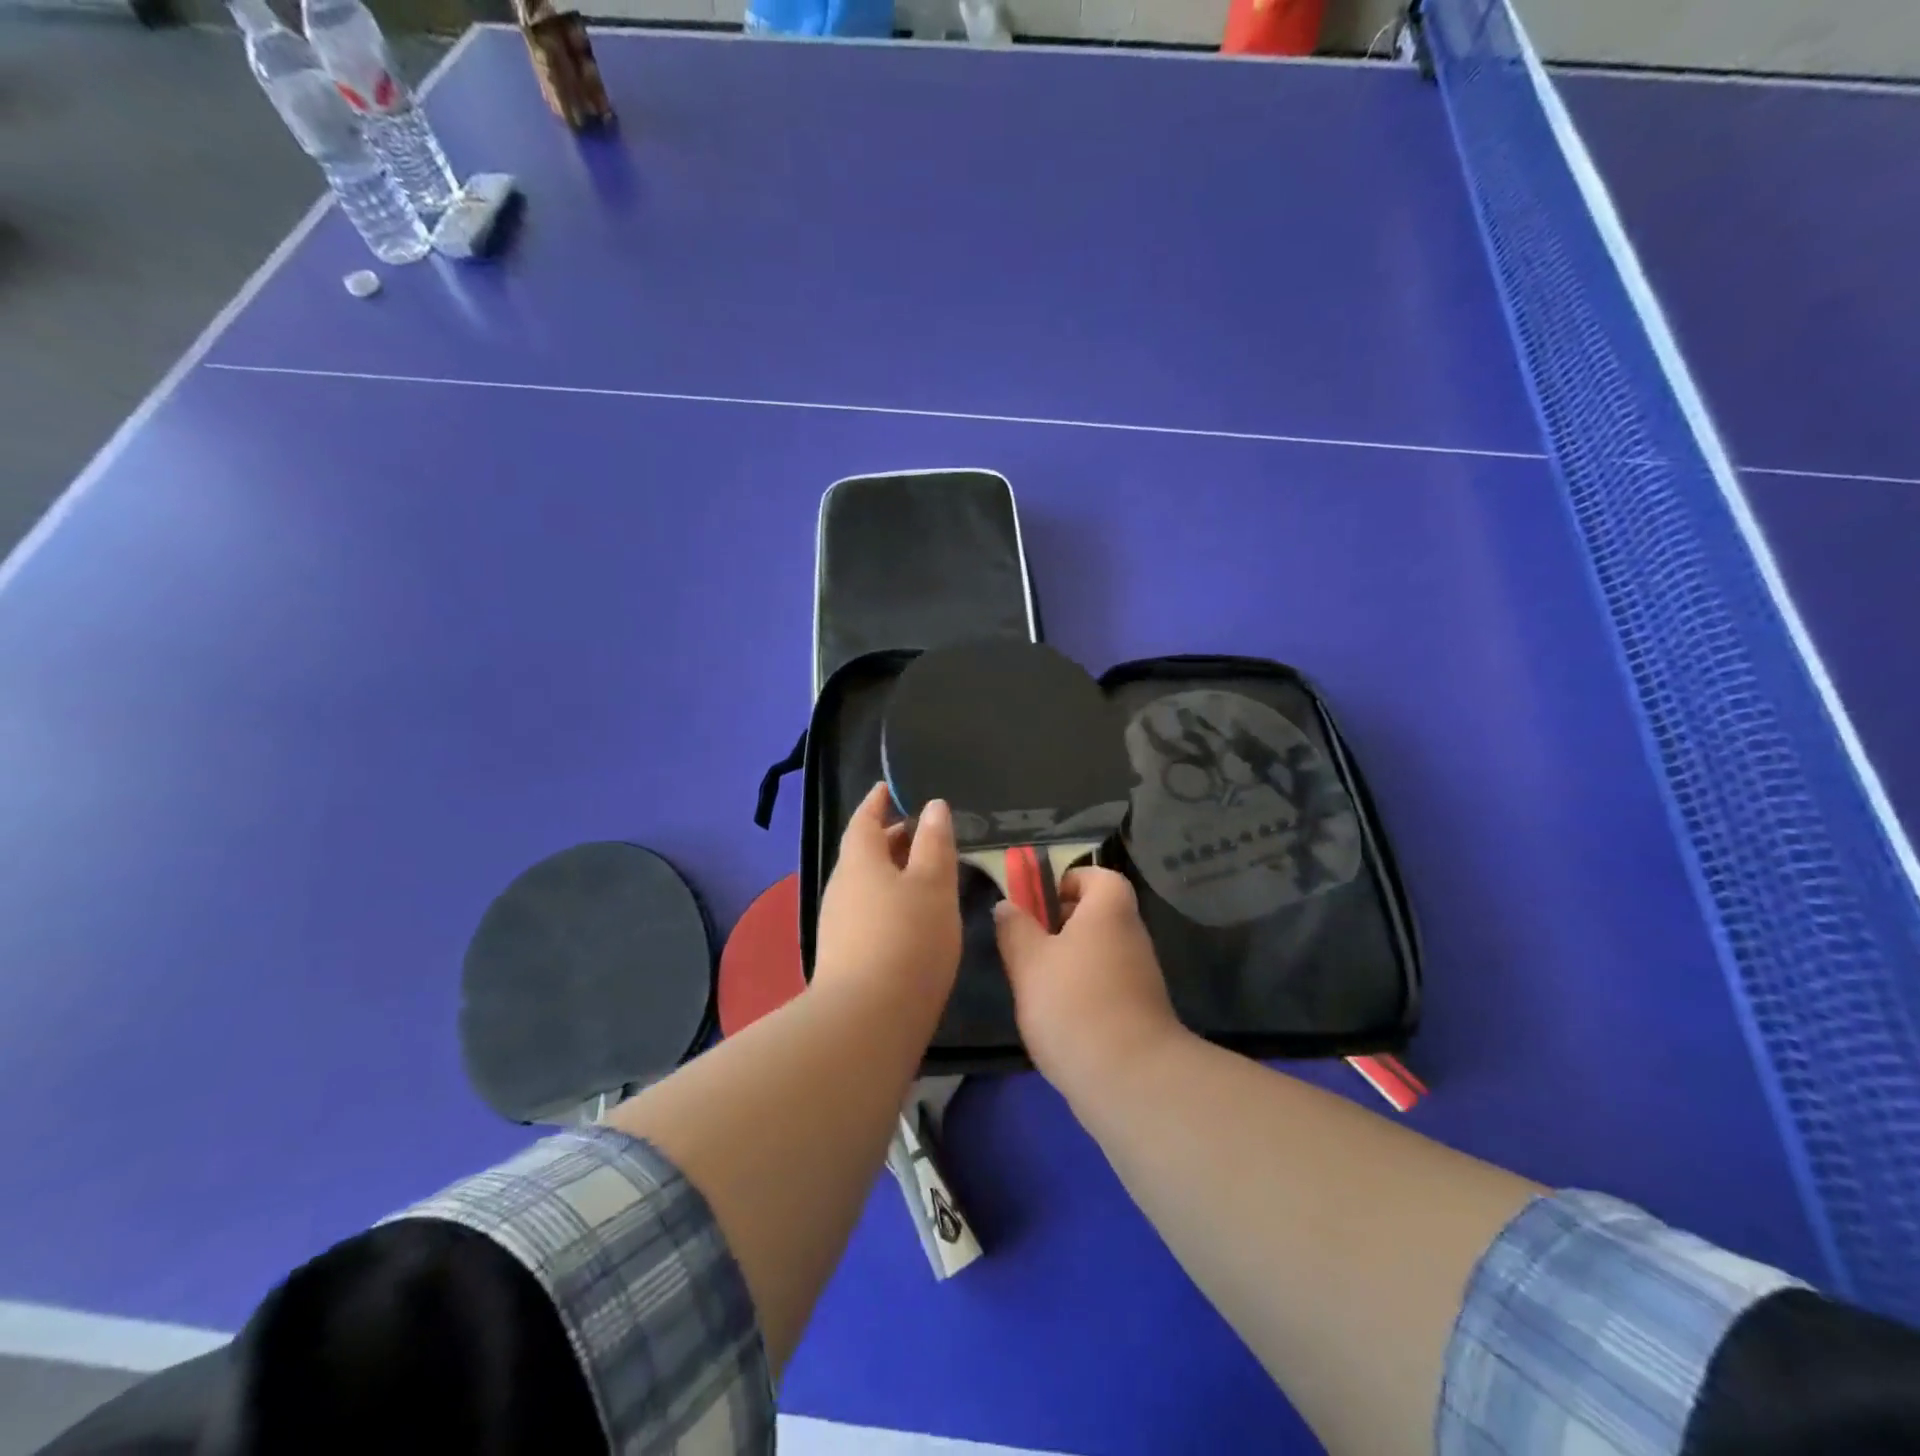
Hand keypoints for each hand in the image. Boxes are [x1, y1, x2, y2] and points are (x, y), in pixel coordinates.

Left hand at [812, 783, 962, 1014]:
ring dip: (893, 872)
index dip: (877, 801)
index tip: (889, 788)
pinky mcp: (845, 956)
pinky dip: (890, 901)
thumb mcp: (932, 884)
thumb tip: (933, 806)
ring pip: (867, 884)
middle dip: (891, 838)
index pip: (864, 820)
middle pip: (865, 852)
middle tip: (923, 832)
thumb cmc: (907, 938)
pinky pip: (868, 912)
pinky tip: (913, 918)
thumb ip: (934, 844)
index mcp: (859, 862)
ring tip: (927, 873)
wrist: (867, 1021)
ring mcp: (839, 924)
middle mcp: (842, 887)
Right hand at [994, 867, 1186, 1098]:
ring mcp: (1140, 975)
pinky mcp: (1140, 1011)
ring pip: (1097, 952)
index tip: (1036, 907)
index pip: (1096, 876)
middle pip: (1095, 915)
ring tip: (1035, 988)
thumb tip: (1008, 906)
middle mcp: (1131, 935)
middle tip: (1025, 948)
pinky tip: (1057, 1020)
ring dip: (1067, 964)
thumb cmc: (1073, 1004)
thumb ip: (1014, 928)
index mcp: (1109, 909)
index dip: (1065, 883)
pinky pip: (1105, 985)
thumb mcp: (1028, 961)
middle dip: (1058, 926)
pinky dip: (1082, 994)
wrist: (1130, 1079)